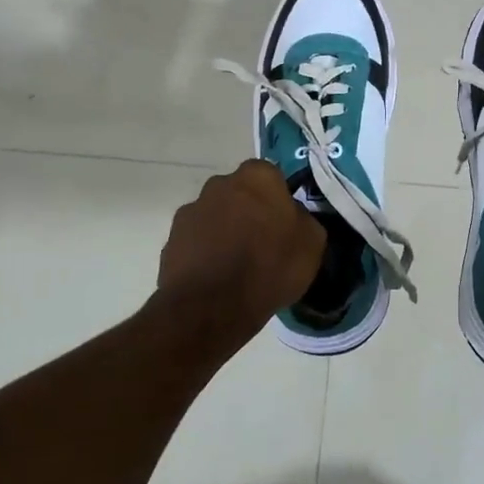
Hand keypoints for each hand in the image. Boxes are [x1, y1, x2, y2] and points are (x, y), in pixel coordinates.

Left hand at [157, 160, 324, 328]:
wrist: (212, 306)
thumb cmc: (270, 267)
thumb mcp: (312, 244)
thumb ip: (303, 219)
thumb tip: (293, 217)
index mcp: (257, 177)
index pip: (271, 176)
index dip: (278, 199)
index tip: (284, 223)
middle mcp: (220, 184)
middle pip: (240, 193)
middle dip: (248, 211)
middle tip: (262, 243)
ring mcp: (191, 210)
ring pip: (215, 216)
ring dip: (224, 231)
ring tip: (236, 266)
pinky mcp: (171, 239)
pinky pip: (196, 240)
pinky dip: (205, 252)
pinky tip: (216, 277)